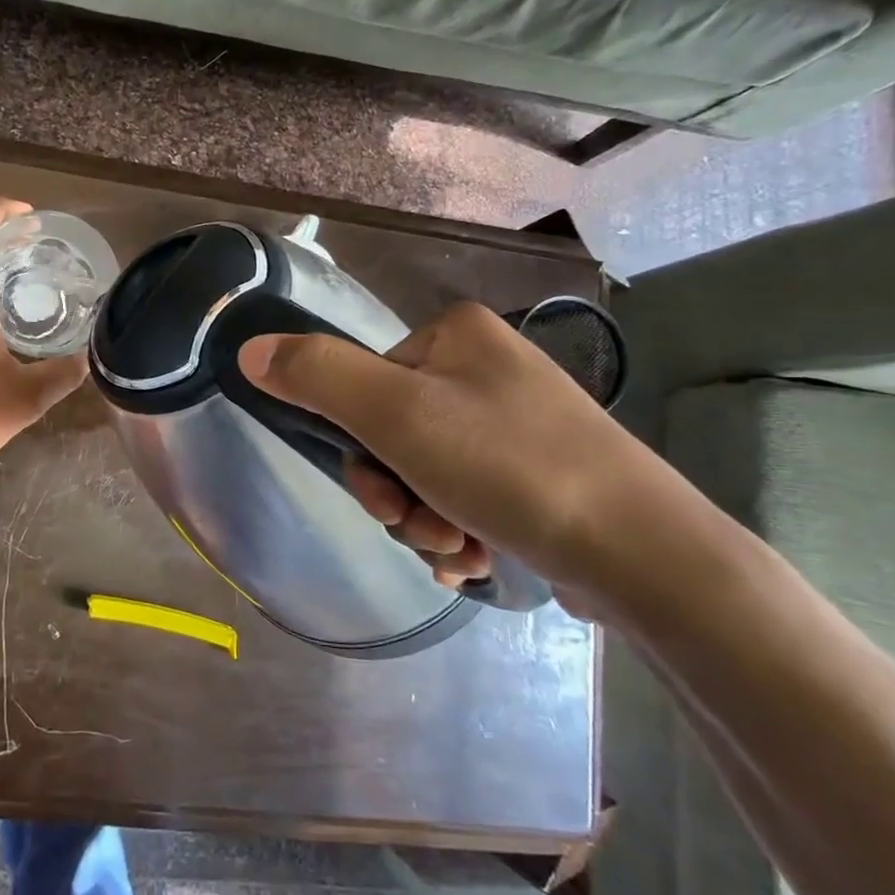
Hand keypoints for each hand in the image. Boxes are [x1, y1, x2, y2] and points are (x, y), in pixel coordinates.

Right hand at [239, 301, 704, 619]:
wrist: (644, 554)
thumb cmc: (510, 468)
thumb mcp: (396, 416)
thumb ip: (317, 376)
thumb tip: (250, 350)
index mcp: (454, 335)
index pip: (364, 387)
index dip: (361, 450)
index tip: (387, 498)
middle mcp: (485, 366)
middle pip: (393, 434)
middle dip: (398, 495)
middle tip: (426, 530)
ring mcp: (515, 419)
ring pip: (426, 472)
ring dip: (425, 521)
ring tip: (460, 551)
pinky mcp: (539, 470)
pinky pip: (465, 494)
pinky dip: (458, 531)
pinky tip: (477, 559)